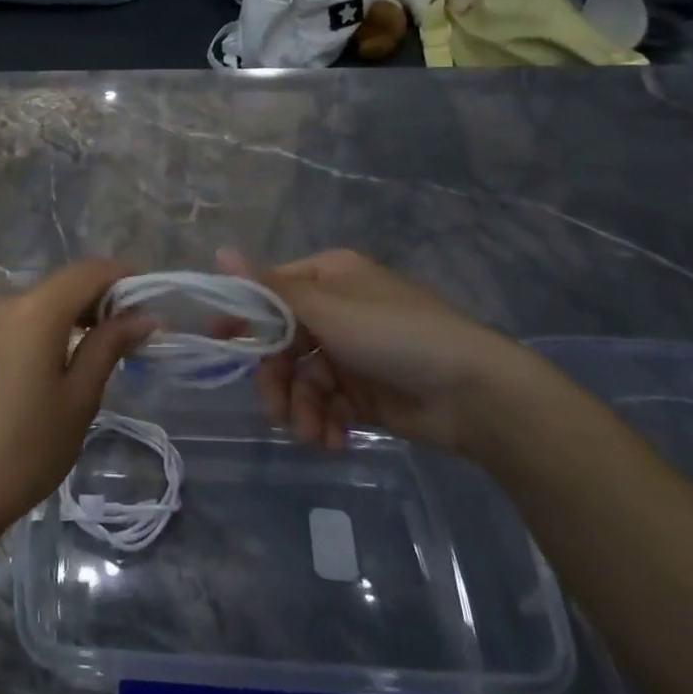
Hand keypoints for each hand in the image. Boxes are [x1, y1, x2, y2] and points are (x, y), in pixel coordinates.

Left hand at [0, 260, 150, 547]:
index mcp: (35, 309)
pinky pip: (17, 319)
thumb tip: (144, 316)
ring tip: (99, 349)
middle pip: (62, 284)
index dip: (122, 277)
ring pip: (39, 301)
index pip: (88, 271)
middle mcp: (4, 302)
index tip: (150, 300)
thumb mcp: (79, 399)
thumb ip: (109, 346)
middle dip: (100, 299)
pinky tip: (56, 361)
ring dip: (72, 314)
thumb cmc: (26, 449)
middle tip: (131, 333)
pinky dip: (45, 327)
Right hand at [220, 248, 529, 454]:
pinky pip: (327, 406)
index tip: (218, 342)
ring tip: (311, 435)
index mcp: (326, 277)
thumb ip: (269, 289)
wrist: (474, 392)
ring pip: (302, 380)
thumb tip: (219, 252)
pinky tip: (333, 441)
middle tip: (276, 408)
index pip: (270, 292)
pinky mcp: (364, 394)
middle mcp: (335, 311)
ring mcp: (350, 354)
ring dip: (300, 410)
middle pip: (282, 343)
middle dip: (277, 379)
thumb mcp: (326, 308)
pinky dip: (325, 424)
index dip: (244, 317)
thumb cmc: (394, 334)